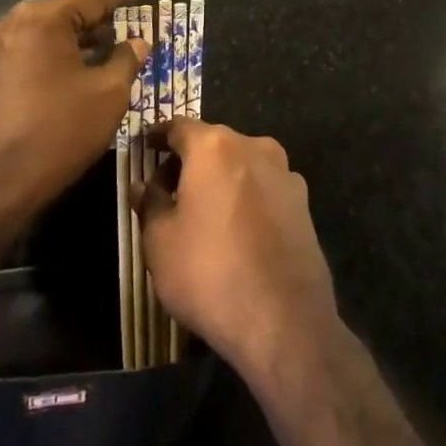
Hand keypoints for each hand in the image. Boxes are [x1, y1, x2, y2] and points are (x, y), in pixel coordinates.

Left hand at [0, 0, 149, 230]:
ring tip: (107, 47)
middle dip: (97, 21)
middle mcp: (11, 24)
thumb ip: (127, 59)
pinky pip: (29, 53)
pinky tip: (77, 70)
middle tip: (127, 24)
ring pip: (46, 35)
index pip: (90, 0)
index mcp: (41, 19)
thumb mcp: (109, 93)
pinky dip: (55, 56)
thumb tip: (137, 42)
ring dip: (75, 41)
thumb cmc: (60, 131)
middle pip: (65, 15)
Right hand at [136, 119, 338, 383]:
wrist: (284, 319)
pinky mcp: (303, 202)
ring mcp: (285, 173)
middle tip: (167, 190)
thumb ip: (150, 204)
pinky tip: (237, 230)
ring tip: (203, 213)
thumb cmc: (210, 273)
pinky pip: (264, 187)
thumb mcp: (160, 242)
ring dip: (220, 178)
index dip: (159, 136)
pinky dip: (246, 196)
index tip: (145, 147)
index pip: (179, 126)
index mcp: (214, 146)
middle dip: (188, 160)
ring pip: (242, 163)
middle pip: (213, 142)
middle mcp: (253, 146)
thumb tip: (142, 186)